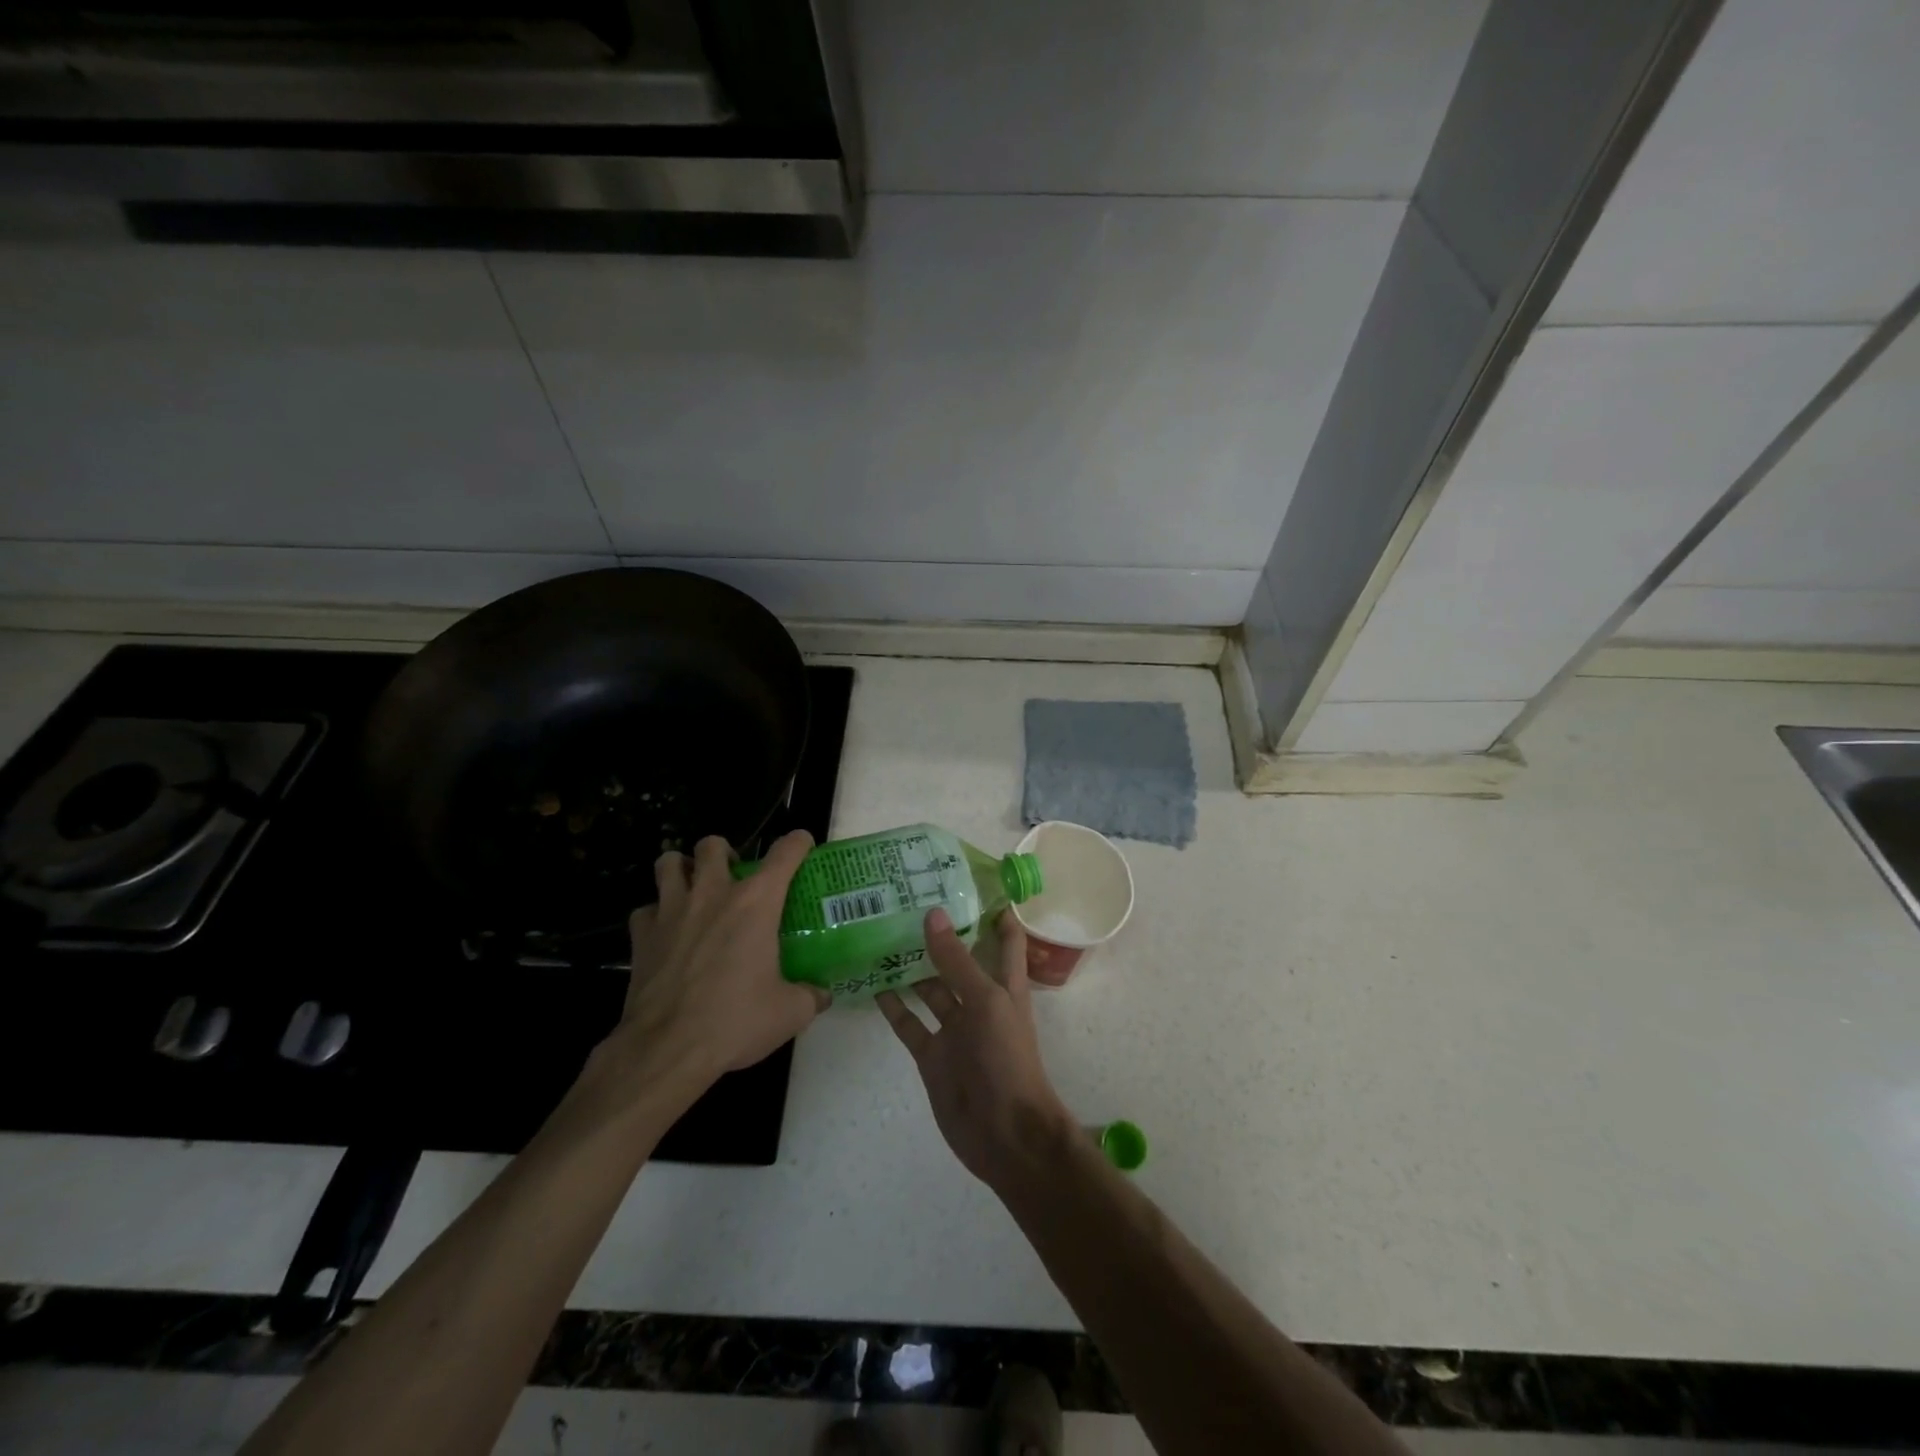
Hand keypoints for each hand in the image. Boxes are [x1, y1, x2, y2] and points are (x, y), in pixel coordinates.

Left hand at [608, 831, 828, 1089]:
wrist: (667, 1049)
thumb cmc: (735, 1021)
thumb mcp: (789, 1012)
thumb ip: (810, 995)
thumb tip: (821, 994)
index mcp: (756, 902)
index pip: (784, 853)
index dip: (798, 842)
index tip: (803, 845)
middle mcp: (713, 893)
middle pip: (713, 845)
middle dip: (725, 853)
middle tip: (733, 877)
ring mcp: (671, 910)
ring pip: (669, 862)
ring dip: (682, 869)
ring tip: (693, 888)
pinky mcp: (641, 936)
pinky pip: (646, 909)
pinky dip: (656, 914)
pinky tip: (666, 932)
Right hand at [876, 907, 1073, 1188]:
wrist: (1004, 1134)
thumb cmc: (1006, 1060)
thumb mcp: (986, 1002)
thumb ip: (957, 961)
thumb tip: (934, 914)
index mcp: (1004, 984)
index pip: (1005, 938)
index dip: (995, 910)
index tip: (971, 880)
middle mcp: (979, 1001)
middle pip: (959, 960)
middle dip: (939, 935)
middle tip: (906, 901)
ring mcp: (954, 1029)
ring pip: (930, 989)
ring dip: (911, 967)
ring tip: (881, 934)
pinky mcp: (932, 1054)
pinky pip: (909, 1023)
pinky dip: (893, 1006)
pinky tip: (872, 984)